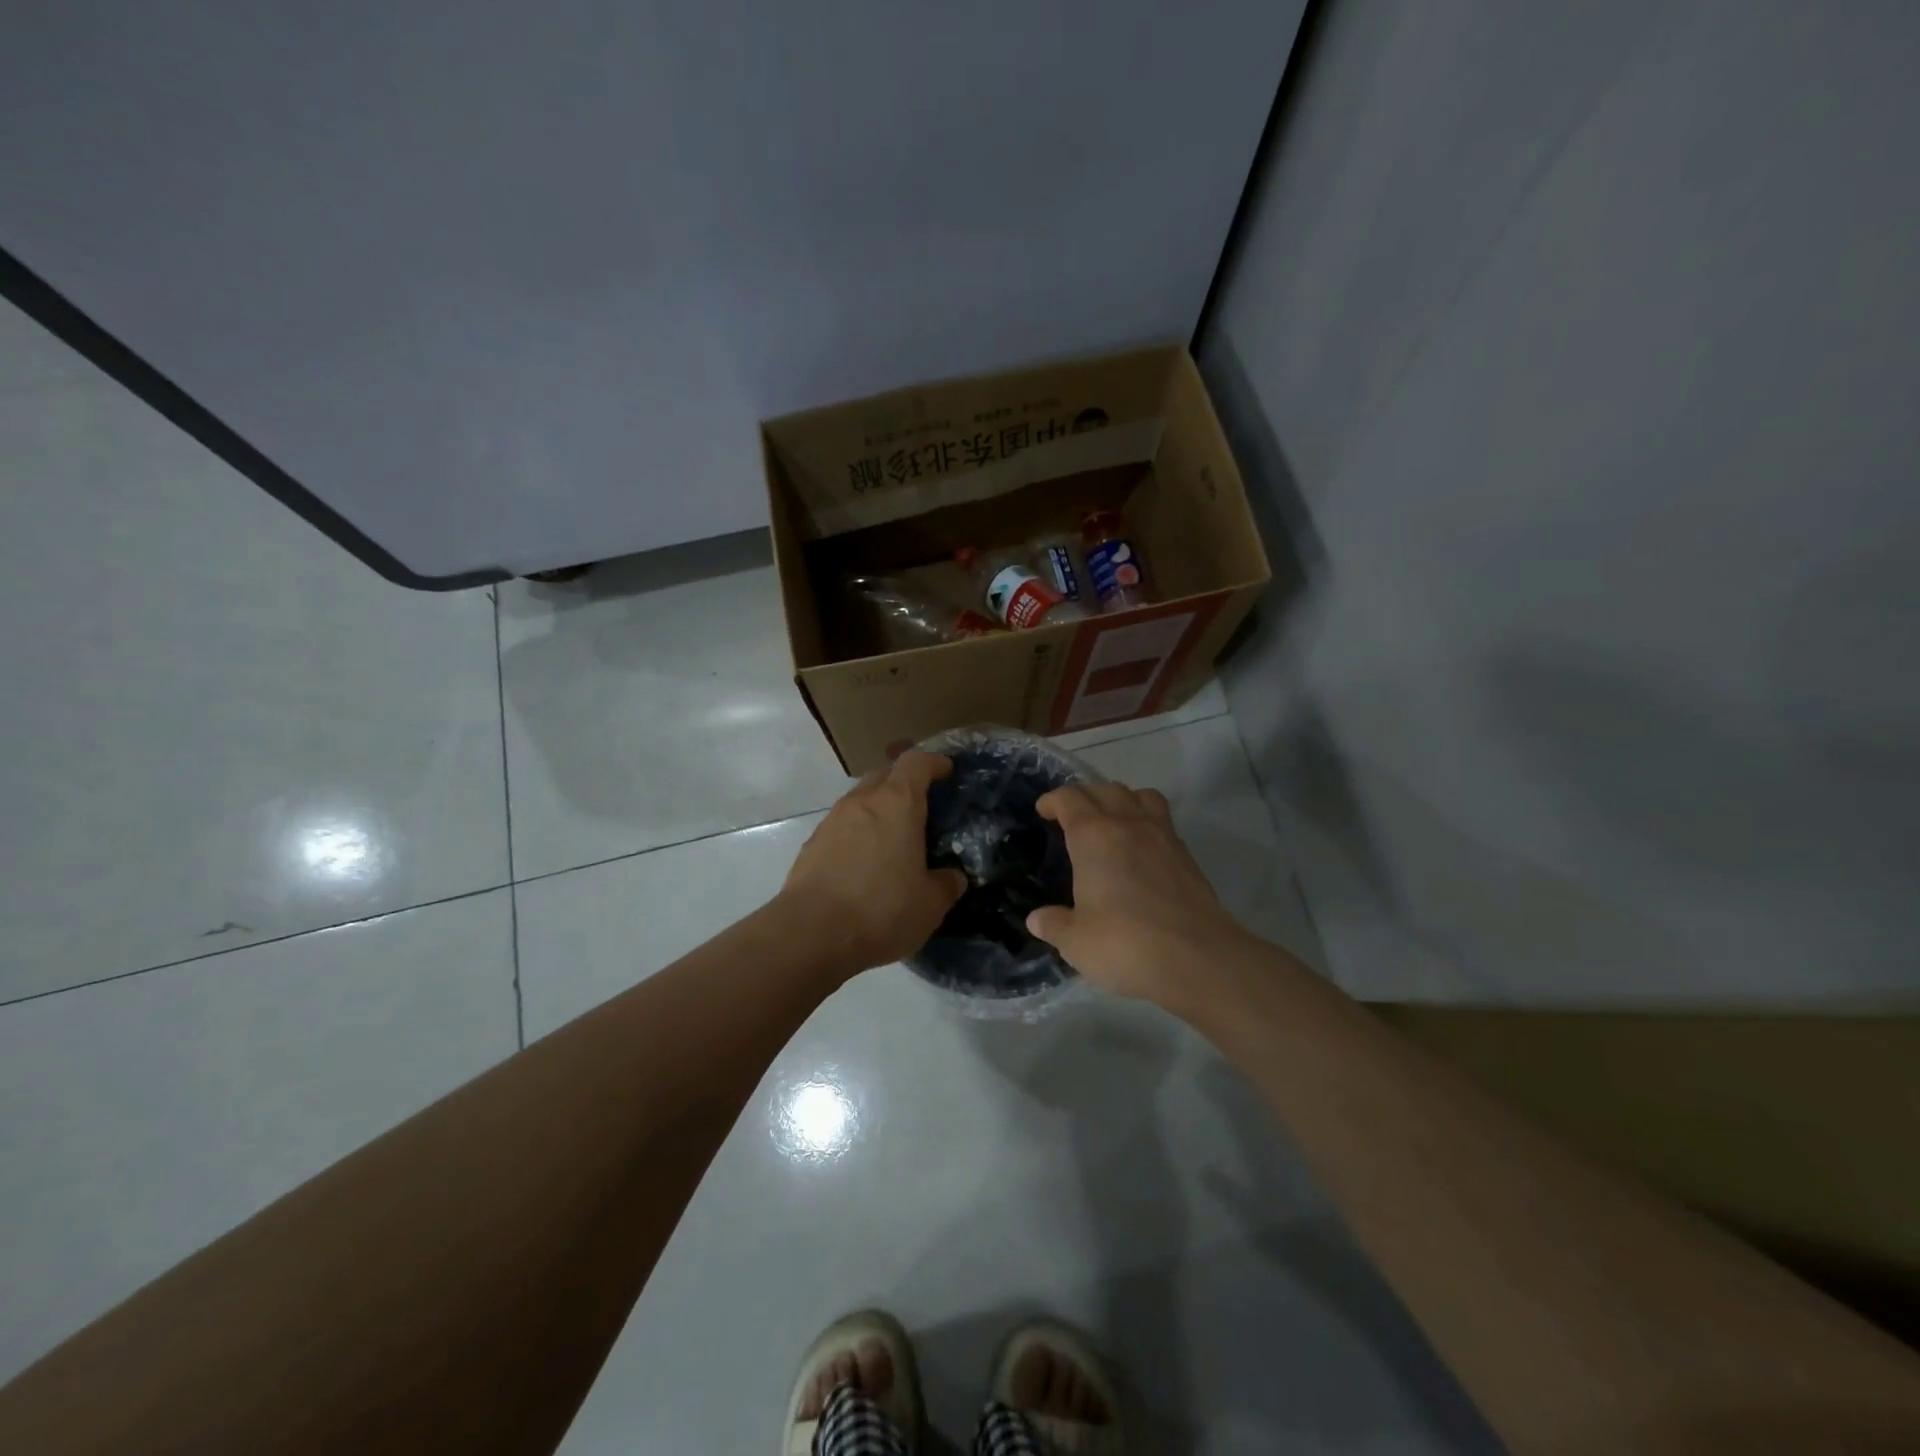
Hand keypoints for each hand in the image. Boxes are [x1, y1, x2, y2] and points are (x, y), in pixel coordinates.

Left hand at [776, 752, 967, 977]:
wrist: (809, 935)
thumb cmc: (880, 910)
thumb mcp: (930, 904)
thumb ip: (946, 884)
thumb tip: (951, 877)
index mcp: (897, 804)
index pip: (916, 762)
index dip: (934, 763)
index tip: (946, 771)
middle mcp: (862, 801)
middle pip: (885, 775)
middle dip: (904, 784)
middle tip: (922, 809)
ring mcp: (832, 821)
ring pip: (861, 801)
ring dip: (878, 811)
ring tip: (894, 841)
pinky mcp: (812, 845)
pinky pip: (842, 827)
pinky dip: (857, 835)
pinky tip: (865, 866)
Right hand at [1026, 782, 1254, 1009]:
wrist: (1197, 957)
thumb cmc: (1124, 943)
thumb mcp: (1076, 941)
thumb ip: (1054, 925)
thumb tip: (1037, 919)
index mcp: (1093, 836)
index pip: (1069, 799)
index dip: (1052, 800)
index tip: (1043, 810)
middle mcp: (1127, 824)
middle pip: (1104, 789)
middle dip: (1084, 795)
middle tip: (1072, 816)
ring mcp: (1162, 836)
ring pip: (1140, 795)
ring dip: (1121, 799)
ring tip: (1111, 820)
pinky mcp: (1186, 855)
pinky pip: (1162, 819)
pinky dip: (1146, 820)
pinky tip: (1140, 848)